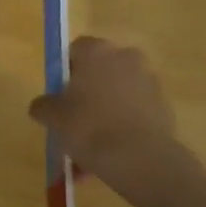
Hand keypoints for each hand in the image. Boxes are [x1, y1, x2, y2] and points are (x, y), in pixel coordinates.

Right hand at [29, 37, 178, 188]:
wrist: (139, 157)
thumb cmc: (89, 127)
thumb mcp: (53, 118)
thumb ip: (43, 106)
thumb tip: (42, 105)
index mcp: (97, 51)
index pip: (76, 49)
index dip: (65, 71)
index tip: (60, 96)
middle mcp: (126, 57)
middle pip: (100, 71)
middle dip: (88, 93)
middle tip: (74, 121)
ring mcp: (149, 80)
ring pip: (118, 95)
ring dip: (105, 114)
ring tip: (91, 151)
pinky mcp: (163, 105)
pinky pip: (135, 113)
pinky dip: (124, 127)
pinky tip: (112, 155)